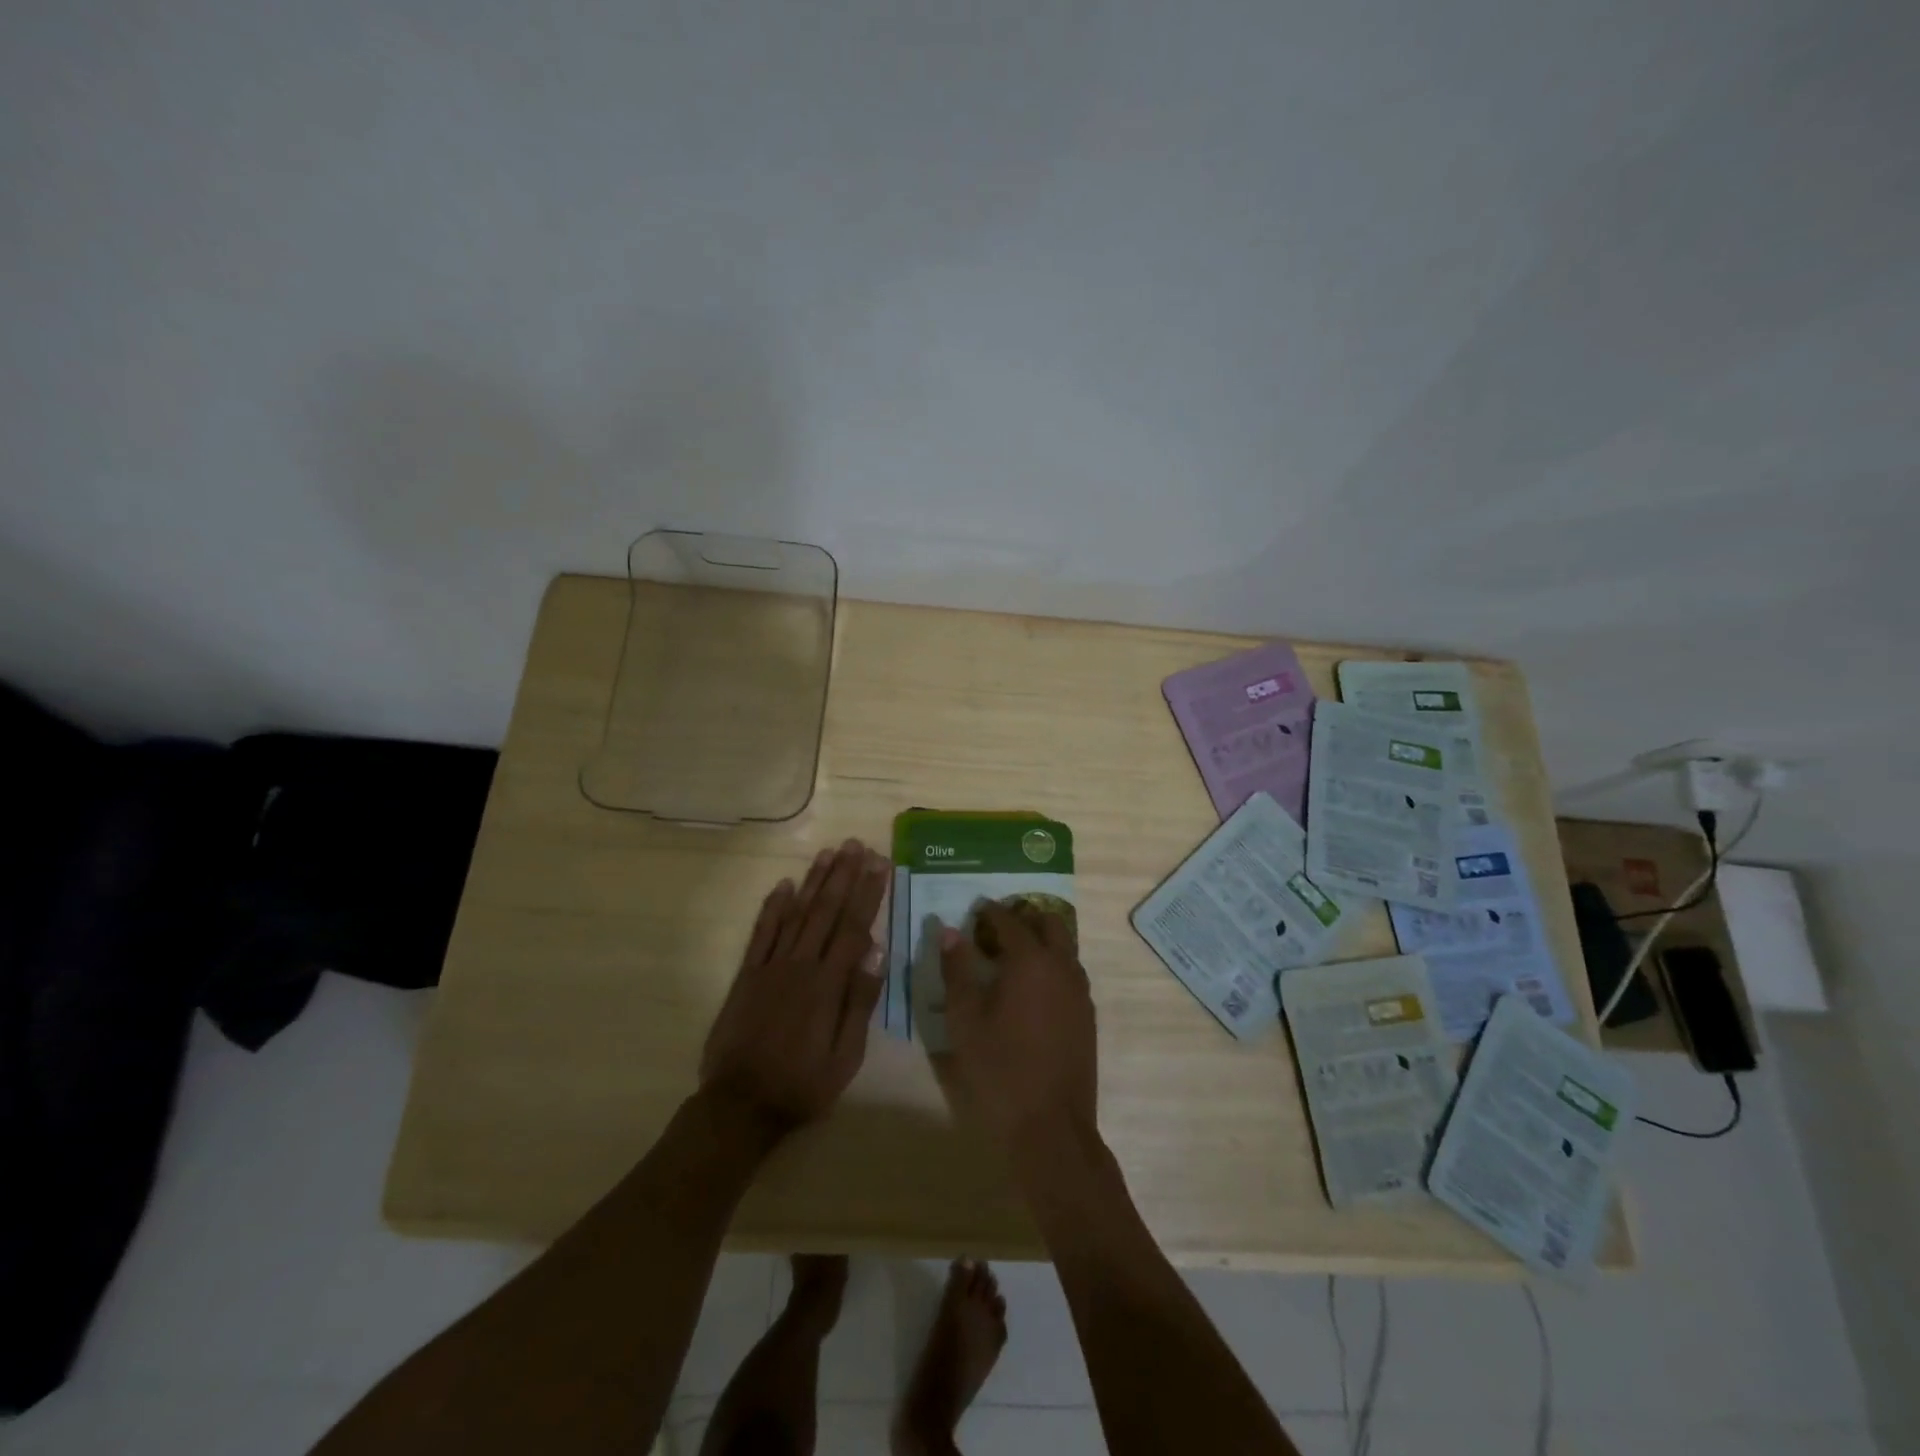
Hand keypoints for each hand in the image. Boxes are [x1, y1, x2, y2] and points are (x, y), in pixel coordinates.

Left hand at [700, 839, 889, 1135]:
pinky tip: (783, 884)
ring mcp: (770, 966)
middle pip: (825, 911)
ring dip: (813, 881)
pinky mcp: (747, 975)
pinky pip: (761, 933)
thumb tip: (876, 952)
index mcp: (827, 984)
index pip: (853, 927)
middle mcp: (800, 965)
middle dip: (843, 875)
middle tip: (856, 844)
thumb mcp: (845, 1057)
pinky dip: (772, 907)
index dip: (868, 893)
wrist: (740, 1106)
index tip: (880, 863)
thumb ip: (859, 1002)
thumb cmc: (802, 1085)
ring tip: (828, 852)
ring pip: (795, 913)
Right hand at [940, 900, 1098, 1152]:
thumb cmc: (999, 1070)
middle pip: (1048, 923)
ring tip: (1011, 956)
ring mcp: (1080, 991)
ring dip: (1041, 940)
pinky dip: (1053, 964)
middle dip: (1023, 918)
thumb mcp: (964, 1020)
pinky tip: (1032, 988)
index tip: (975, 909)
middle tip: (995, 928)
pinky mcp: (1087, 1016)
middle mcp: (1062, 966)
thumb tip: (949, 931)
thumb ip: (956, 970)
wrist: (1050, 1127)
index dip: (990, 911)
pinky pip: (1071, 972)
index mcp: (1031, 961)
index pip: (1010, 920)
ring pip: (1065, 947)